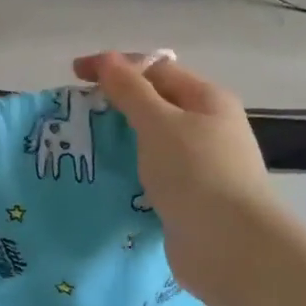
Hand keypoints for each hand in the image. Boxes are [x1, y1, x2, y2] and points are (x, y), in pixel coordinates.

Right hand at [73, 51, 276, 301]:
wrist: (231, 246)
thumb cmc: (196, 173)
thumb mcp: (159, 123)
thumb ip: (130, 91)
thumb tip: (107, 59)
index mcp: (207, 99)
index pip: (156, 70)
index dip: (115, 66)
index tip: (74, 75)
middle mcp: (208, 127)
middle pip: (155, 104)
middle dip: (115, 105)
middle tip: (75, 115)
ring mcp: (201, 165)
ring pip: (152, 142)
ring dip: (119, 141)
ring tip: (82, 147)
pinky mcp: (190, 197)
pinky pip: (153, 174)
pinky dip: (129, 172)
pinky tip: (105, 180)